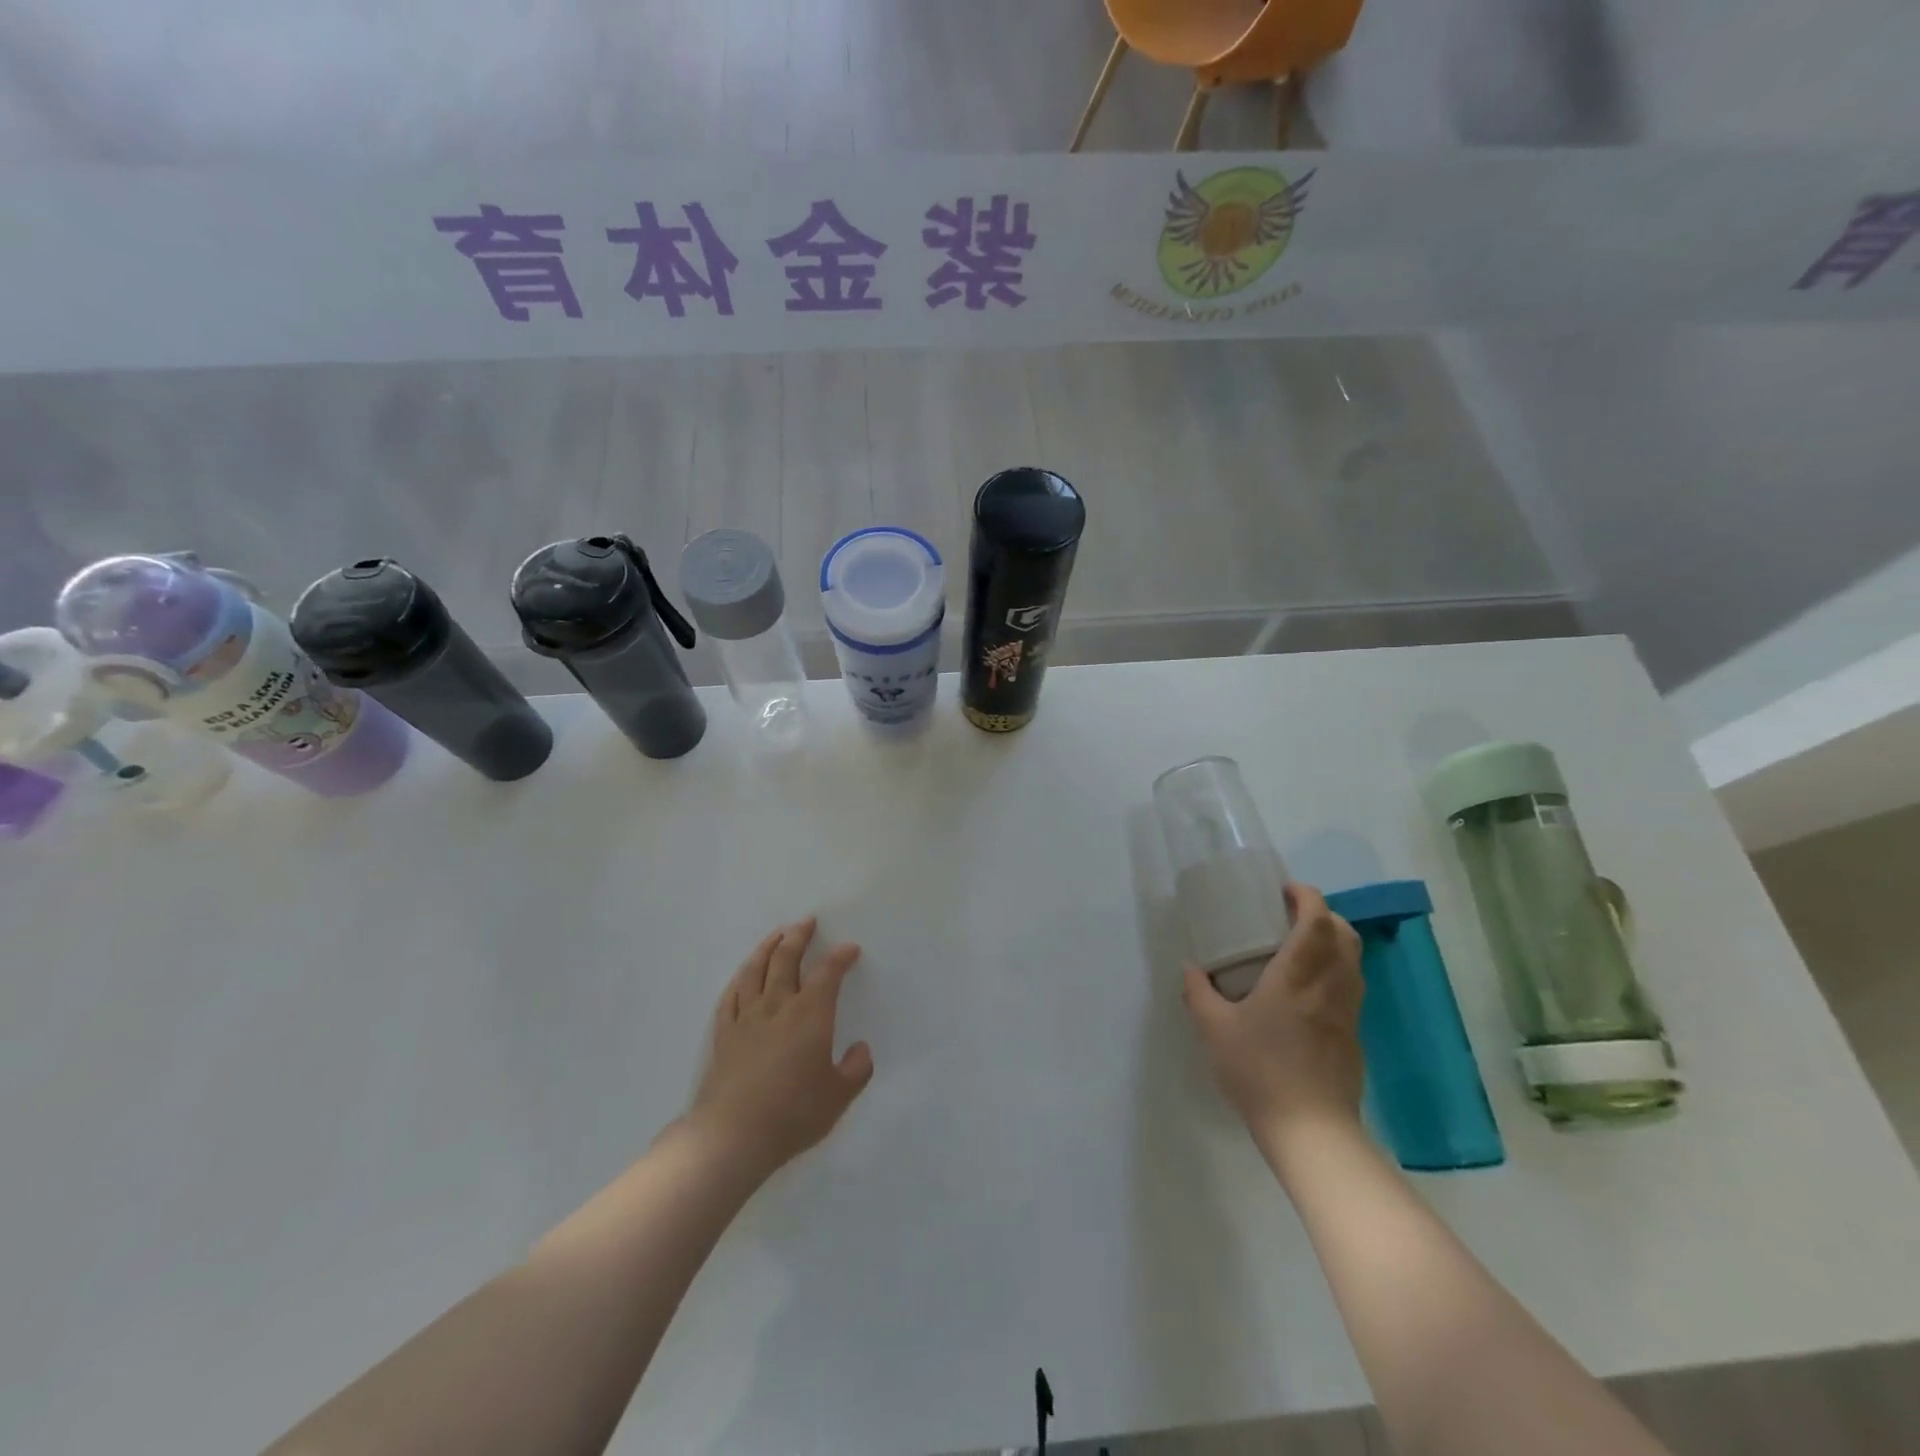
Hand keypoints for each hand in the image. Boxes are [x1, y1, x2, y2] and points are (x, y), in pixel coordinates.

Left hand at [685, 917, 873, 1179]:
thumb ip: (856, 1070)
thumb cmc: (793, 1114)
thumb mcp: (838, 1097)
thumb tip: (860, 1050)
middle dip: (799, 936)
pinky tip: (743, 975)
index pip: (828, 974)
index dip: (840, 957)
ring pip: (755, 970)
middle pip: (787, 959)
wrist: (733, 1136)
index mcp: (810, 1015)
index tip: (850, 948)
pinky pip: (730, 996)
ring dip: (767, 947)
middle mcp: (778, 1006)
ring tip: (776, 935)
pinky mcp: (723, 1034)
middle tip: (807, 922)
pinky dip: (740, 979)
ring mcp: (746, 1017)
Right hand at [1182, 883, 1365, 1136]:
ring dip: (1333, 941)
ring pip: (1353, 960)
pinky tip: (1308, 990)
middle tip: (1291, 915)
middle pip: (1344, 934)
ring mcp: (1348, 1011)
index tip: (1284, 890)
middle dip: (1323, 914)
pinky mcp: (1354, 1035)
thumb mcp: (1215, 1031)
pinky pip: (1351, 986)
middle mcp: (1330, 985)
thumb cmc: (1259, 1071)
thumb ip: (1201, 995)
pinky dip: (1336, 970)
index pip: (1316, 921)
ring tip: (1300, 947)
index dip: (1306, 896)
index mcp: (1297, 976)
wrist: (1311, 1131)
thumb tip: (1190, 969)